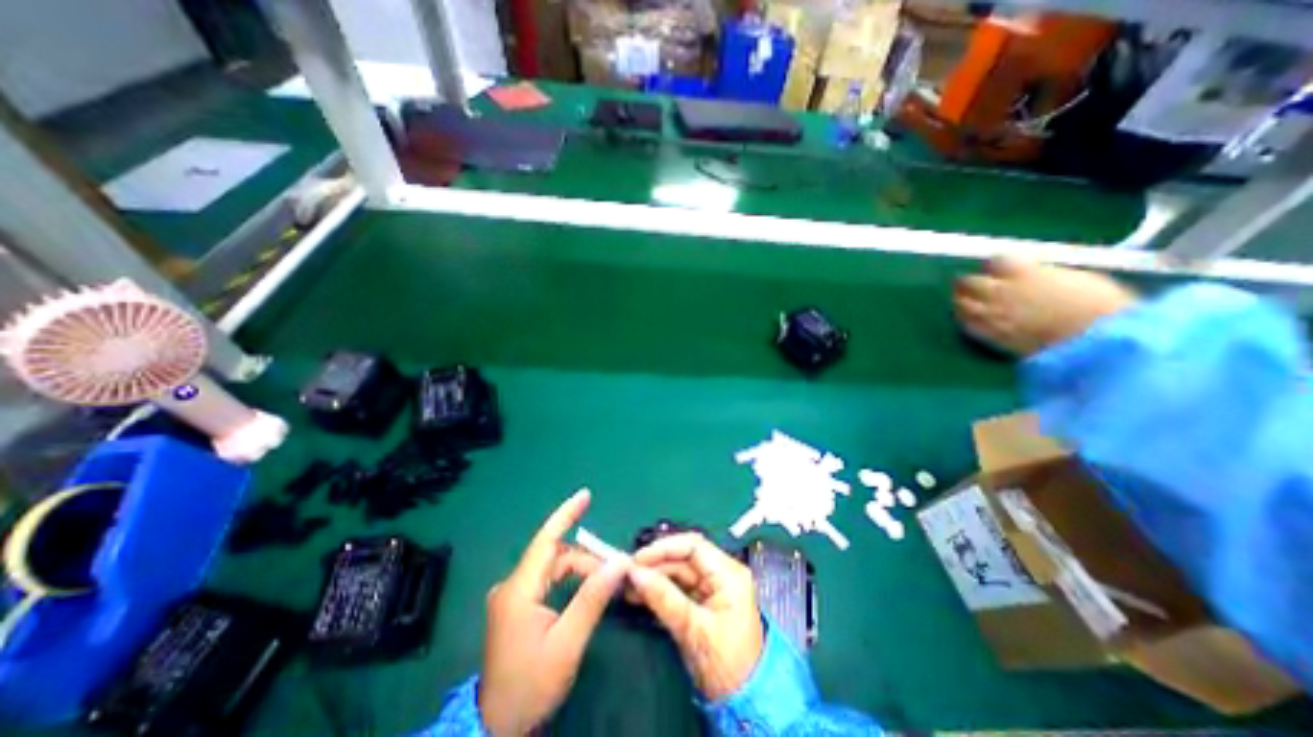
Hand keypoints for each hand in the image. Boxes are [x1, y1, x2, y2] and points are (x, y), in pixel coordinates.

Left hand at [477, 488, 629, 735]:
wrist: (495, 727)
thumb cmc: (530, 686)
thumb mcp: (567, 643)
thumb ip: (593, 598)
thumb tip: (619, 562)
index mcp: (519, 590)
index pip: (546, 541)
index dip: (566, 514)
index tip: (585, 494)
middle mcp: (512, 585)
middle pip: (555, 556)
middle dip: (587, 559)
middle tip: (616, 569)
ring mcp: (512, 595)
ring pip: (553, 568)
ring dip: (581, 571)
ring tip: (606, 582)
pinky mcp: (516, 605)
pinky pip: (548, 580)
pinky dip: (570, 580)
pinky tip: (587, 589)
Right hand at [627, 533, 766, 699]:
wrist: (745, 704)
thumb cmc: (726, 664)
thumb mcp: (694, 630)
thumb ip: (664, 598)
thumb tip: (635, 573)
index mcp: (728, 574)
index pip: (693, 546)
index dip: (664, 548)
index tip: (638, 559)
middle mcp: (721, 573)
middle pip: (684, 558)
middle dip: (655, 564)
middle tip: (628, 574)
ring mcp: (713, 587)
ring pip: (678, 572)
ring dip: (654, 577)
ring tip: (629, 586)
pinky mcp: (704, 602)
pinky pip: (678, 587)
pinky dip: (659, 590)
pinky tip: (640, 595)